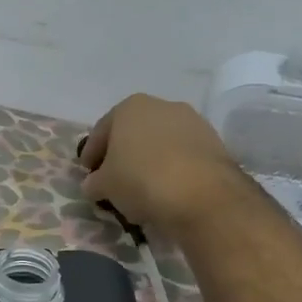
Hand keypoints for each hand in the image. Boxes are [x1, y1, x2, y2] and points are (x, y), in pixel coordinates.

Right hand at [79, 94, 248, 237]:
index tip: (87, 173)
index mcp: (129, 107)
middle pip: (132, 133)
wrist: (203, 196)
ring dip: (148, 161)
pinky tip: (166, 189)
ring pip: (160, 142)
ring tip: (142, 188)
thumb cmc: (142, 180)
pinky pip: (182, 155)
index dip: (91, 154)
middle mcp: (162, 106)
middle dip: (122, 154)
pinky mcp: (214, 143)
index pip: (101, 131)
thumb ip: (94, 182)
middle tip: (113, 179)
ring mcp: (192, 122)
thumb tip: (94, 184)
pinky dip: (172, 168)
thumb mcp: (105, 186)